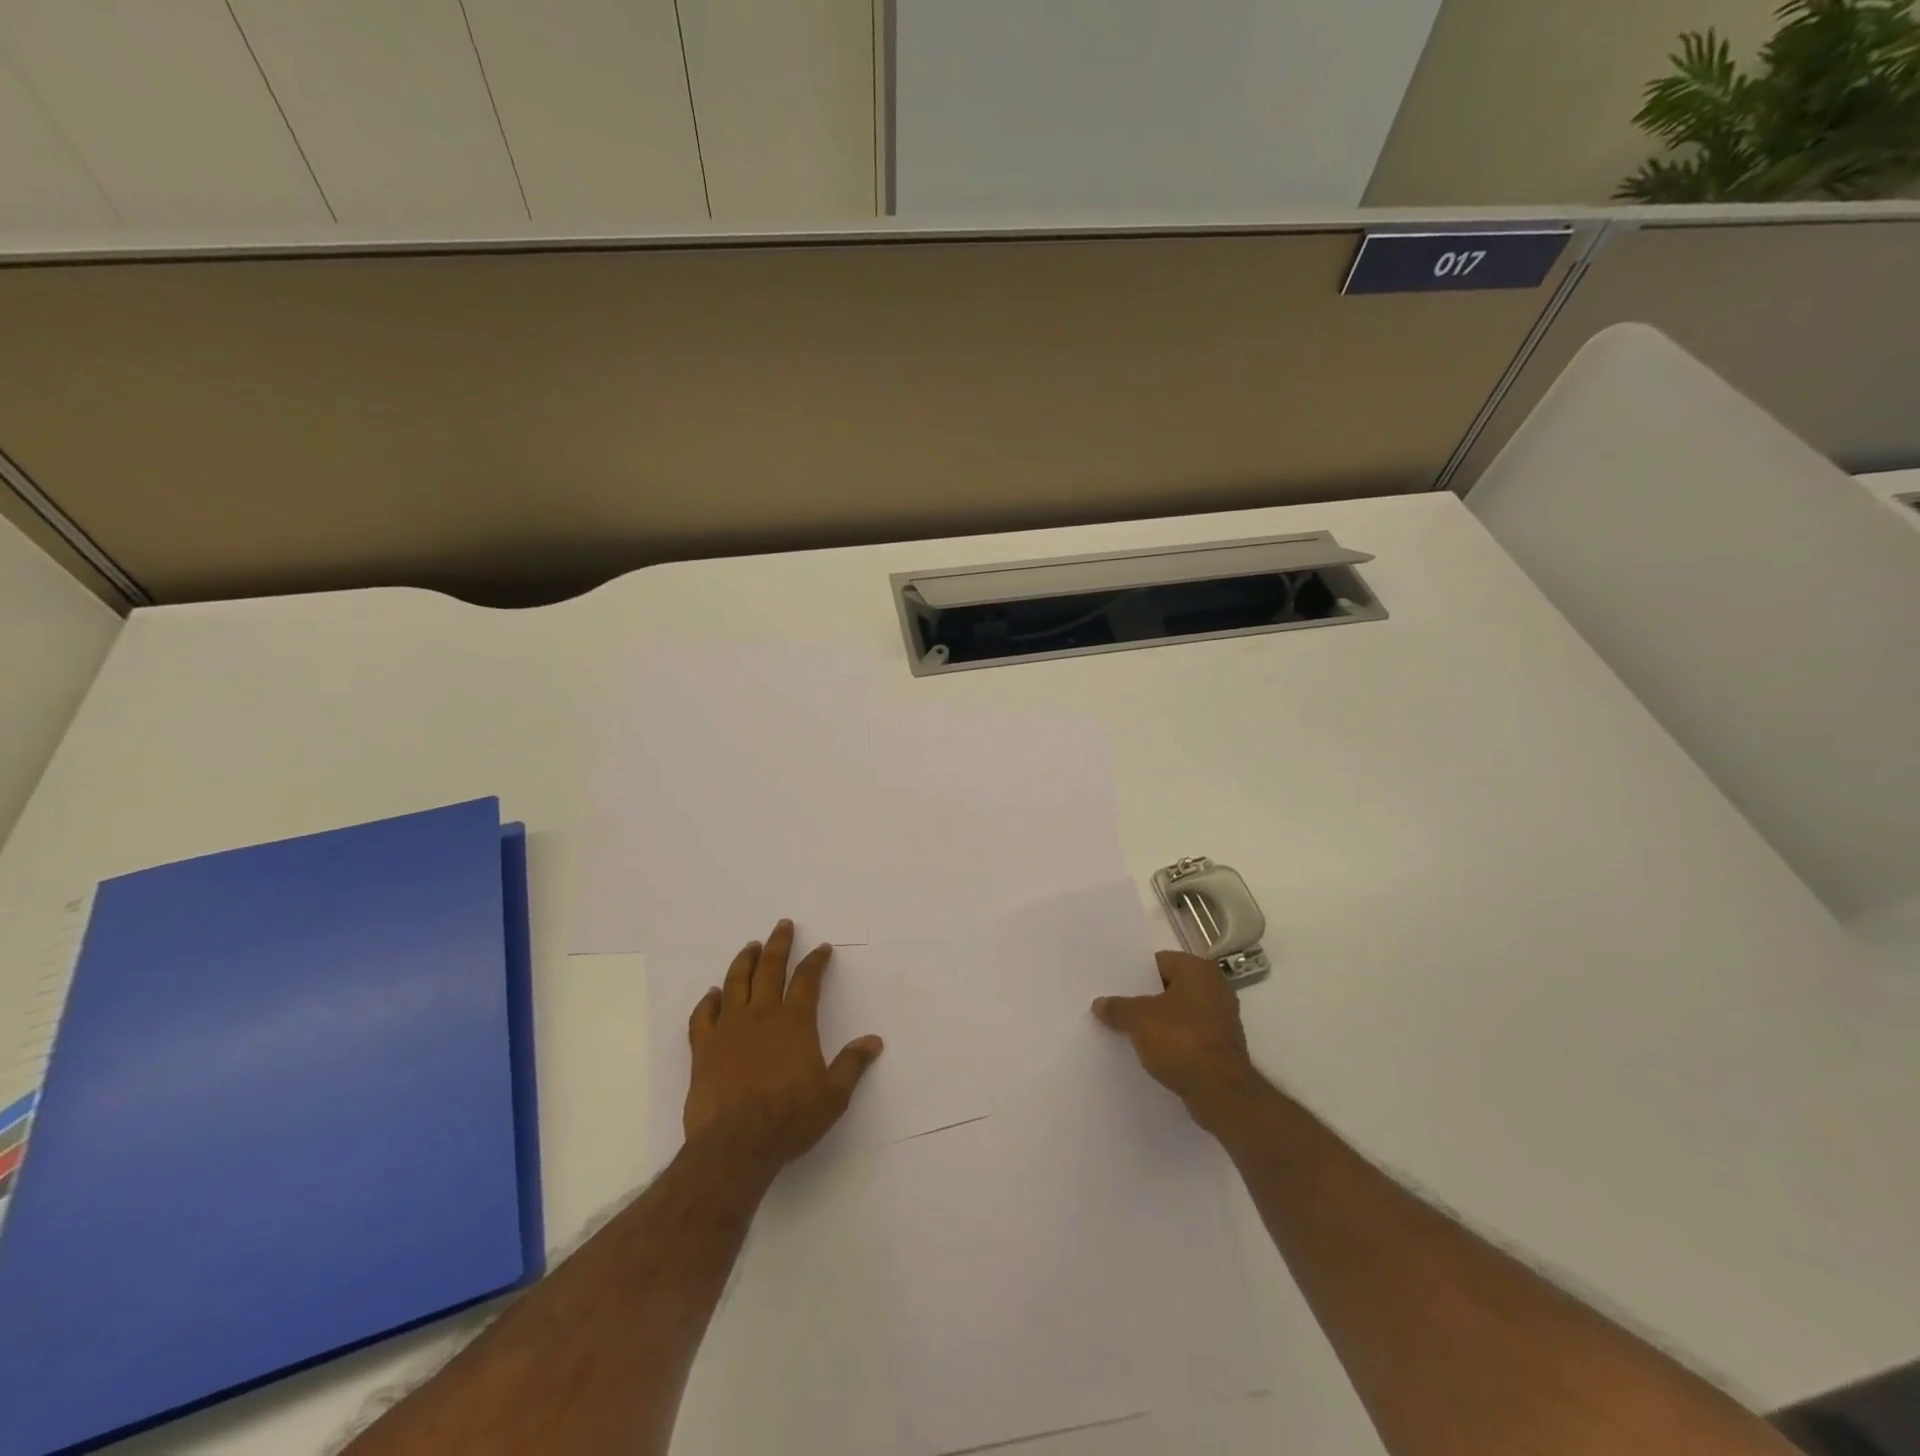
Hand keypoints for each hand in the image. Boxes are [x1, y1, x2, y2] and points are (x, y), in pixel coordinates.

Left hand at [683, 920, 882, 1177]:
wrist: (735, 1145)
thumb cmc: (789, 1119)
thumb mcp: (833, 1096)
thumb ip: (852, 1065)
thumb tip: (874, 1041)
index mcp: (795, 1022)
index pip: (807, 980)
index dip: (816, 961)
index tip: (822, 948)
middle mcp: (762, 1015)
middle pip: (770, 968)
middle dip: (779, 944)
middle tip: (783, 925)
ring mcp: (729, 1028)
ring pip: (736, 982)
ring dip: (745, 961)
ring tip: (751, 946)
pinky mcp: (704, 1048)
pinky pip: (704, 1015)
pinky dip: (709, 1000)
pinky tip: (713, 994)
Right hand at [1092, 950, 1263, 1132]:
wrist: (1221, 1092)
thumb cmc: (1180, 1041)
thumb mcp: (1138, 1020)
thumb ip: (1117, 1008)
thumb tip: (1099, 1004)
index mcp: (1198, 970)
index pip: (1158, 962)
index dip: (1134, 975)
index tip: (1114, 988)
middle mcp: (1215, 987)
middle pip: (1170, 987)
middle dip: (1146, 999)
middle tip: (1118, 1008)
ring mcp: (1223, 1018)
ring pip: (1180, 1013)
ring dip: (1159, 1022)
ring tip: (1130, 1032)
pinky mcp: (1223, 1046)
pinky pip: (1190, 1035)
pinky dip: (1174, 1041)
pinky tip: (1153, 1052)